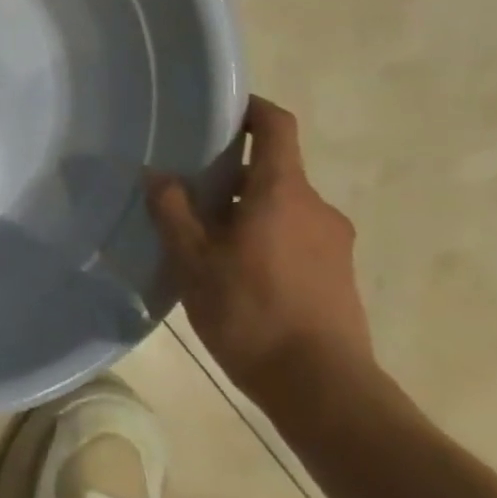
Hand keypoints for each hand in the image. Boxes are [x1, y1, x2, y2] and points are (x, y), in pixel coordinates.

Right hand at [146, 96, 374, 411]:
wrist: (323, 389)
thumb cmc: (251, 313)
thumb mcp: (193, 261)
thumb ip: (173, 212)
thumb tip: (159, 175)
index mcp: (284, 193)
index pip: (276, 127)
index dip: (251, 109)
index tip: (221, 108)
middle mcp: (317, 209)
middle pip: (274, 171)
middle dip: (232, 173)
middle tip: (188, 189)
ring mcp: (334, 244)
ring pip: (282, 208)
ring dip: (245, 211)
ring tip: (204, 238)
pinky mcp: (338, 276)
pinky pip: (295, 237)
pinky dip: (264, 238)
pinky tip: (233, 272)